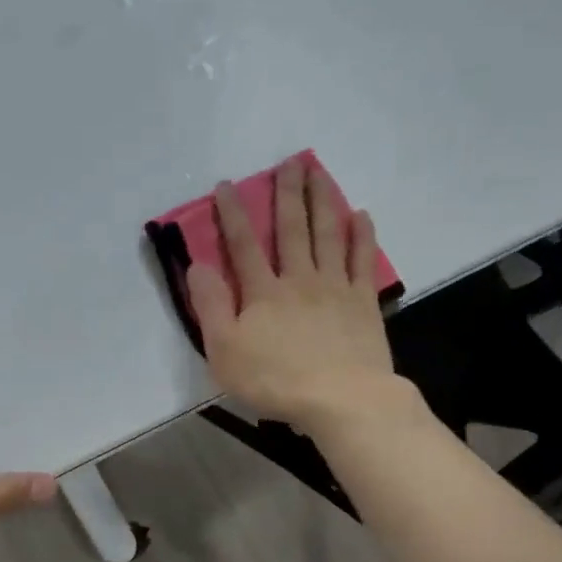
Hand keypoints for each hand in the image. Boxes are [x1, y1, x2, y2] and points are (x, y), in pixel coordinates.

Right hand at [187, 156, 398, 426]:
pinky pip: (362, 260)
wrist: (341, 399)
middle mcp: (299, 279)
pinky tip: (361, 214)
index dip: (233, 214)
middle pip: (292, 229)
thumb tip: (198, 265)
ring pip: (328, 234)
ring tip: (319, 172)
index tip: (227, 185)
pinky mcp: (363, 302)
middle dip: (287, 194)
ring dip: (323, 201)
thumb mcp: (225, 351)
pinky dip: (362, 235)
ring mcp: (335, 287)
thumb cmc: (276, 380)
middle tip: (289, 162)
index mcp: (263, 293)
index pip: (244, 245)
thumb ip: (211, 307)